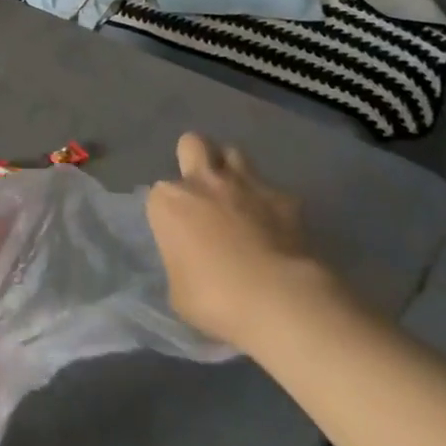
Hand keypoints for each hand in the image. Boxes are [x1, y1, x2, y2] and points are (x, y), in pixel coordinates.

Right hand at [146, 133, 326, 349]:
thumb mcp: (179, 291)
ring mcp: (245, 185)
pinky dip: (274, 206)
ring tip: (240, 200)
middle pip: (193, 144)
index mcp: (168, 201)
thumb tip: (193, 265)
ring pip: (234, 153)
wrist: (280, 301)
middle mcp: (203, 181)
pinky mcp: (285, 199)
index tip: (180, 235)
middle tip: (205, 190)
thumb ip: (180, 264)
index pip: (160, 193)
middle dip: (198, 158)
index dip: (170, 212)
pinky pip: (274, 192)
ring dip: (234, 172)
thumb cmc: (215, 299)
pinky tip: (279, 230)